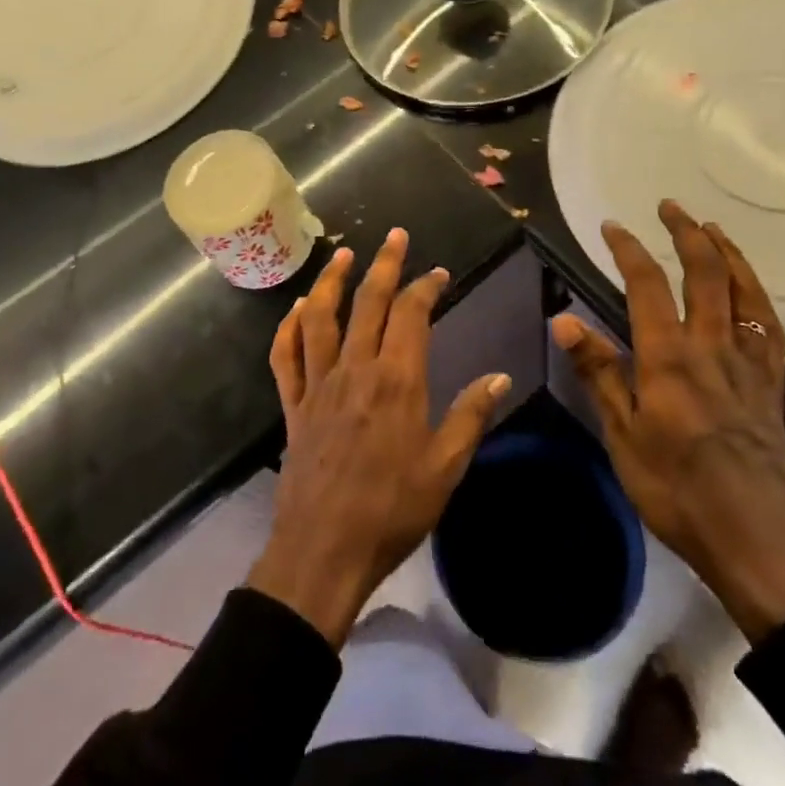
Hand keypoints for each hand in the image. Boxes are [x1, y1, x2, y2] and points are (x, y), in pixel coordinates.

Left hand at [248, 228, 510, 647]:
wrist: (325, 550)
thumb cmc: (392, 510)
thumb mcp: (445, 468)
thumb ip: (470, 416)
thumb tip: (500, 377)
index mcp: (396, 380)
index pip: (411, 313)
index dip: (426, 286)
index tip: (439, 274)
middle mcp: (354, 369)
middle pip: (367, 301)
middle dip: (384, 263)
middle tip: (395, 235)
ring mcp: (317, 384)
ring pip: (320, 317)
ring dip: (330, 281)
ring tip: (342, 255)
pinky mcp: (293, 404)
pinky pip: (285, 356)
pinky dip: (288, 328)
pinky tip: (297, 310)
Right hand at [552, 201, 784, 642]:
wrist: (759, 542)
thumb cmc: (678, 491)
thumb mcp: (622, 436)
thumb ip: (598, 372)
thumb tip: (564, 320)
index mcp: (669, 358)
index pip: (647, 286)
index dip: (629, 249)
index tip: (612, 225)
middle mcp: (712, 348)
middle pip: (704, 275)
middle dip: (686, 233)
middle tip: (670, 206)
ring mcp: (748, 366)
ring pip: (744, 294)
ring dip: (728, 253)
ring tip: (712, 228)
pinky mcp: (772, 388)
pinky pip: (770, 329)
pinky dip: (759, 298)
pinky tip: (751, 291)